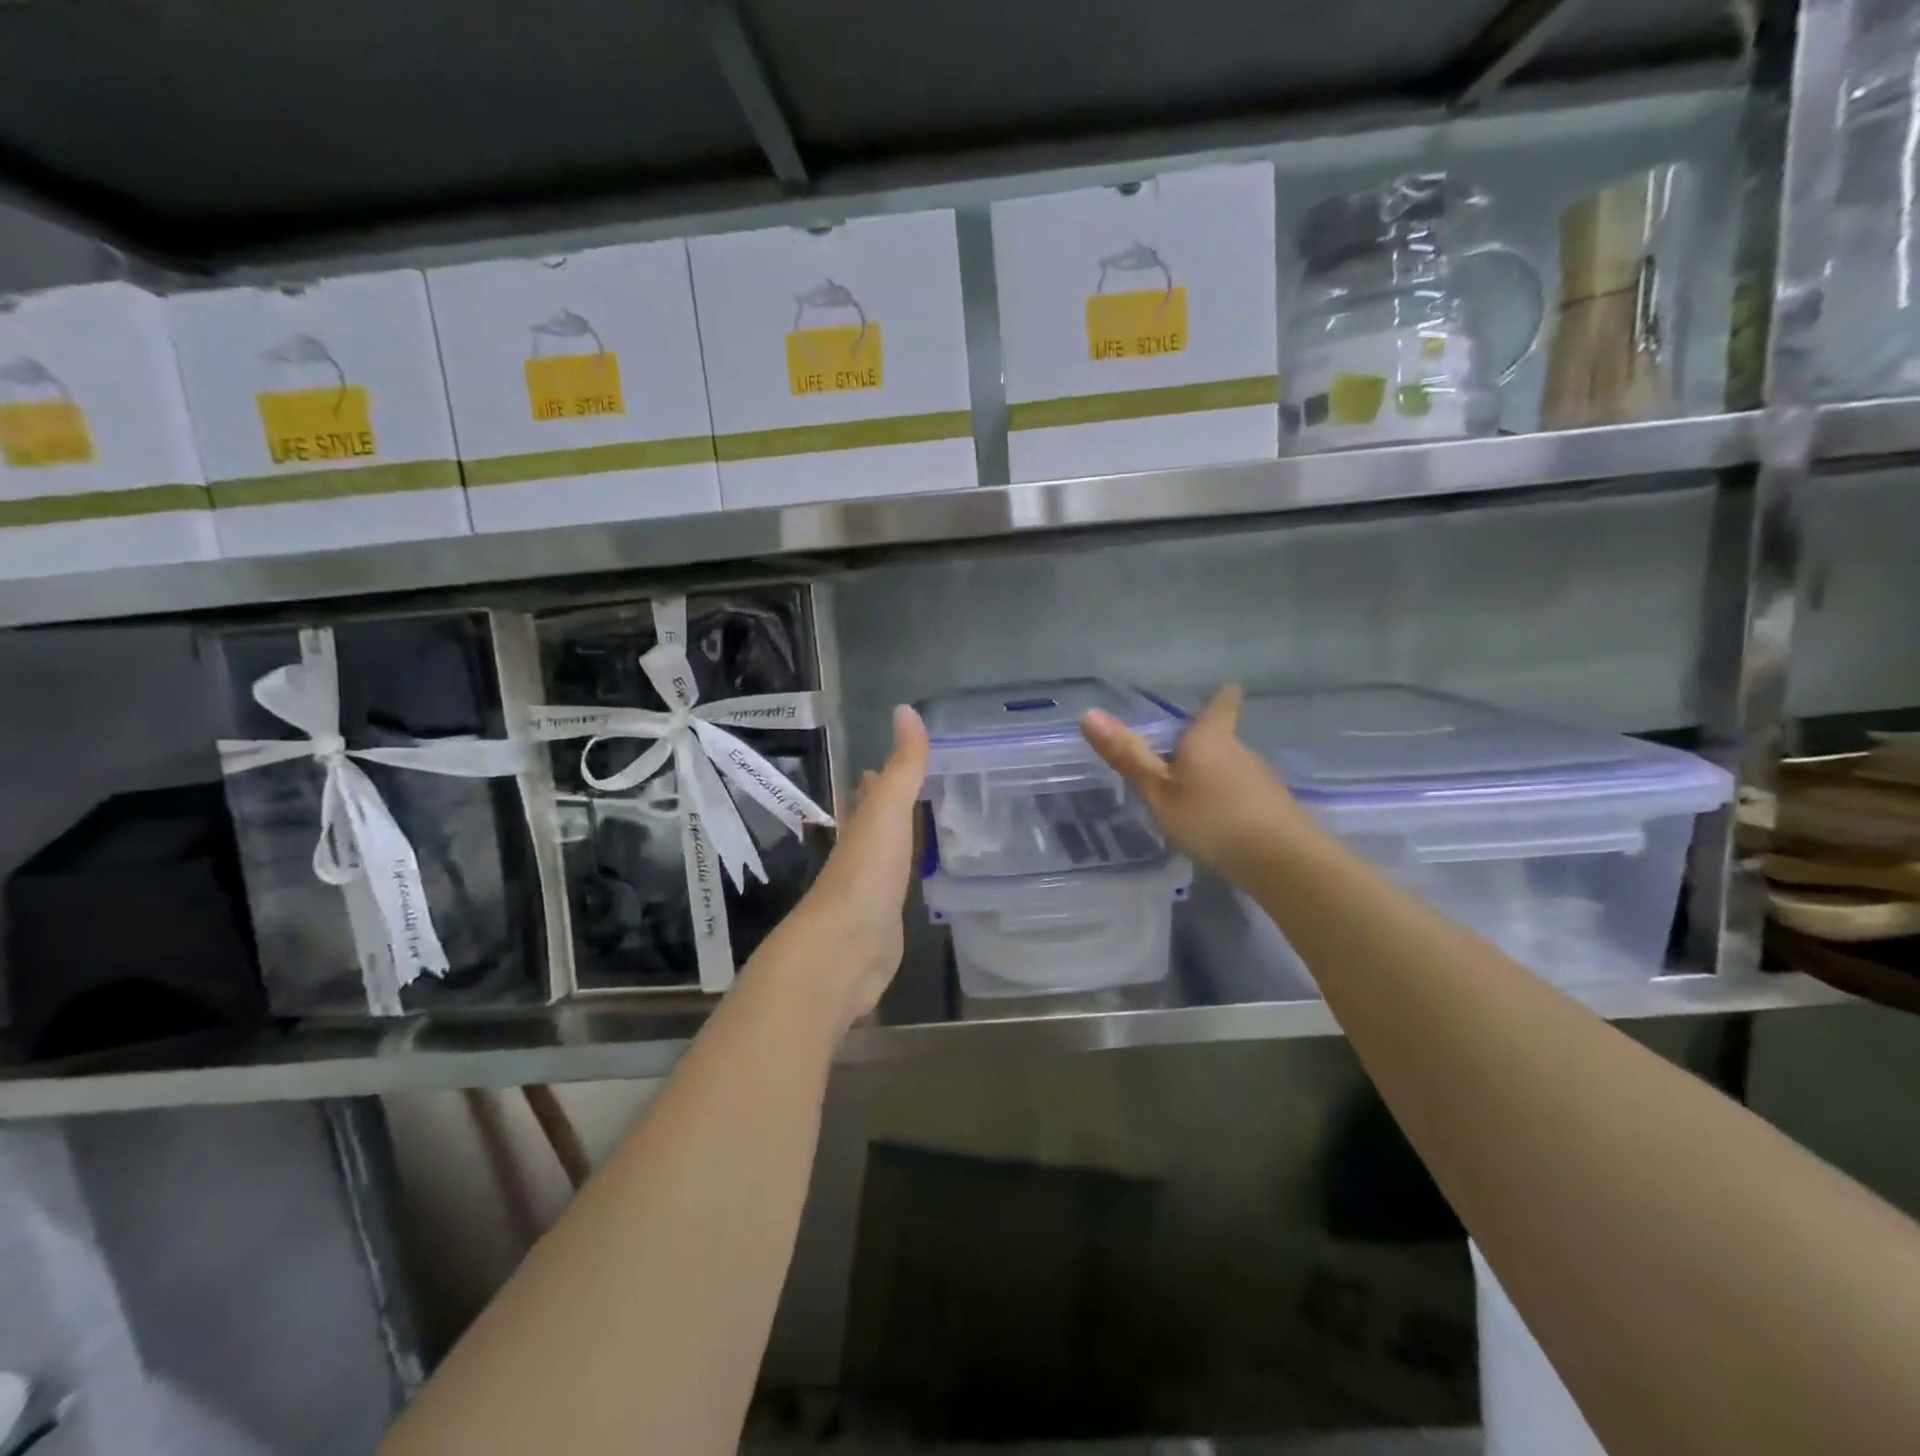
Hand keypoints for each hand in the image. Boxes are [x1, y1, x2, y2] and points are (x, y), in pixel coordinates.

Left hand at [788, 705, 929, 1030]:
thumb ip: (903, 766)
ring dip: (904, 840)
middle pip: (878, 823)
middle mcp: (862, 853)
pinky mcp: (886, 921)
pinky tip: (925, 877)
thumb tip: (906, 710)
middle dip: (892, 806)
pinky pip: (903, 888)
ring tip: (932, 826)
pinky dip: (912, 876)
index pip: (870, 792)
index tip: (898, 761)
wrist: (847, 949)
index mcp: (860, 825)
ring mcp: (873, 889)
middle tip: (923, 789)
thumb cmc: (866, 873)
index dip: (880, 776)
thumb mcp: (887, 811)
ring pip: (891, 855)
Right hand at [1081, 685, 1304, 880]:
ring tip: (1192, 795)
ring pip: (1232, 769)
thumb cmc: (1210, 818)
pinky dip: (1228, 802)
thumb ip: (1127, 757)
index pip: (1221, 705)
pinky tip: (1217, 824)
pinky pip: (1243, 795)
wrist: (1280, 861)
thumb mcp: (1158, 791)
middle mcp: (1239, 751)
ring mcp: (1260, 780)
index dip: (1220, 696)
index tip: (1223, 688)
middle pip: (1222, 739)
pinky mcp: (1272, 809)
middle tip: (1177, 757)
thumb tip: (1089, 714)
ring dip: (1214, 777)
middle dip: (1203, 746)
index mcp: (1210, 738)